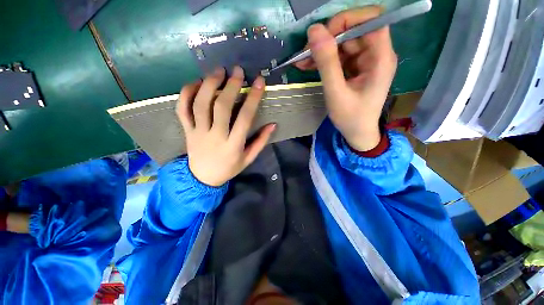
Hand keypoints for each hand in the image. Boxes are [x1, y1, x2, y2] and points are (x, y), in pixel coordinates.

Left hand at [176, 66, 275, 186]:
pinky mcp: (186, 130)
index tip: (259, 81)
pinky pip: (182, 109)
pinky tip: (196, 83)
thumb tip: (273, 124)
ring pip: (200, 104)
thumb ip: (261, 141)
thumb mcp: (249, 158)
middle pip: (221, 107)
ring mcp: (198, 132)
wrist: (203, 178)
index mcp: (233, 145)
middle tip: (237, 71)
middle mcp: (215, 136)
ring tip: (218, 71)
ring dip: (209, 84)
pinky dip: (186, 93)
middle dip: (230, 86)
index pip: (245, 118)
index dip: (253, 98)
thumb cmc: (229, 168)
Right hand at [295, 6, 396, 150]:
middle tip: (305, 53)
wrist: (357, 133)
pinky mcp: (356, 68)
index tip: (324, 36)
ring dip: (321, 50)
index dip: (347, 20)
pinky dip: (323, 60)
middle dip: (327, 39)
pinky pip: (339, 56)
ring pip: (343, 43)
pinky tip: (308, 66)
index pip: (371, 20)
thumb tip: (314, 31)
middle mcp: (376, 54)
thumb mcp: (336, 92)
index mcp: (380, 58)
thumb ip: (326, 63)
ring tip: (302, 61)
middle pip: (353, 31)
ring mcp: (365, 61)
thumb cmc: (350, 118)